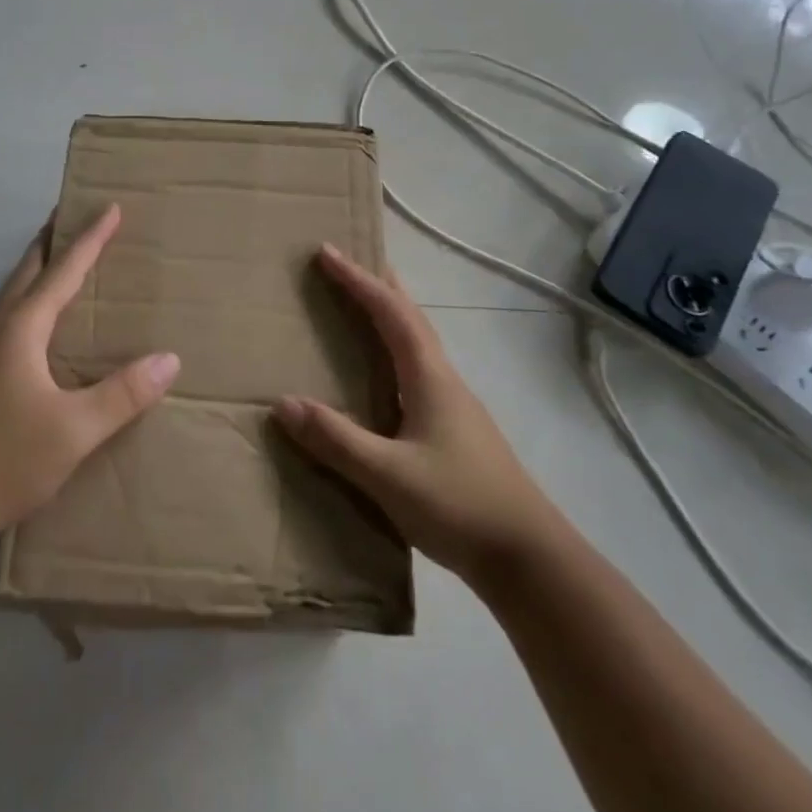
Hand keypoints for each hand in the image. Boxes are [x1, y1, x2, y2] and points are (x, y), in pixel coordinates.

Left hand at [0, 205, 180, 550]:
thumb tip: (169, 359)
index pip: (63, 270)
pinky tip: (38, 326)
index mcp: (20, 329)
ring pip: (13, 293)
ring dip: (38, 269)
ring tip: (62, 261)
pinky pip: (6, 318)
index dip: (90, 238)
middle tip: (76, 215)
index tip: (110, 207)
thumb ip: (123, 394)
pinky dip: (29, 299)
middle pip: (28, 269)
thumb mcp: (74, 431)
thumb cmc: (1, 461)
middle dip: (54, 239)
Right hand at [273, 245, 556, 577]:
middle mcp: (443, 379)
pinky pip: (416, 369)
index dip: (358, 279)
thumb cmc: (459, 505)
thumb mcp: (388, 475)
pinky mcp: (454, 429)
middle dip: (378, 284)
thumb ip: (336, 439)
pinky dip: (394, 349)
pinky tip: (384, 375)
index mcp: (429, 376)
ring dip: (389, 314)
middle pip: (410, 316)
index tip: (327, 252)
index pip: (389, 312)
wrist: (529, 558)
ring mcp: (453, 404)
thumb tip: (282, 402)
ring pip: (417, 342)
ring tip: (363, 304)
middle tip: (349, 262)